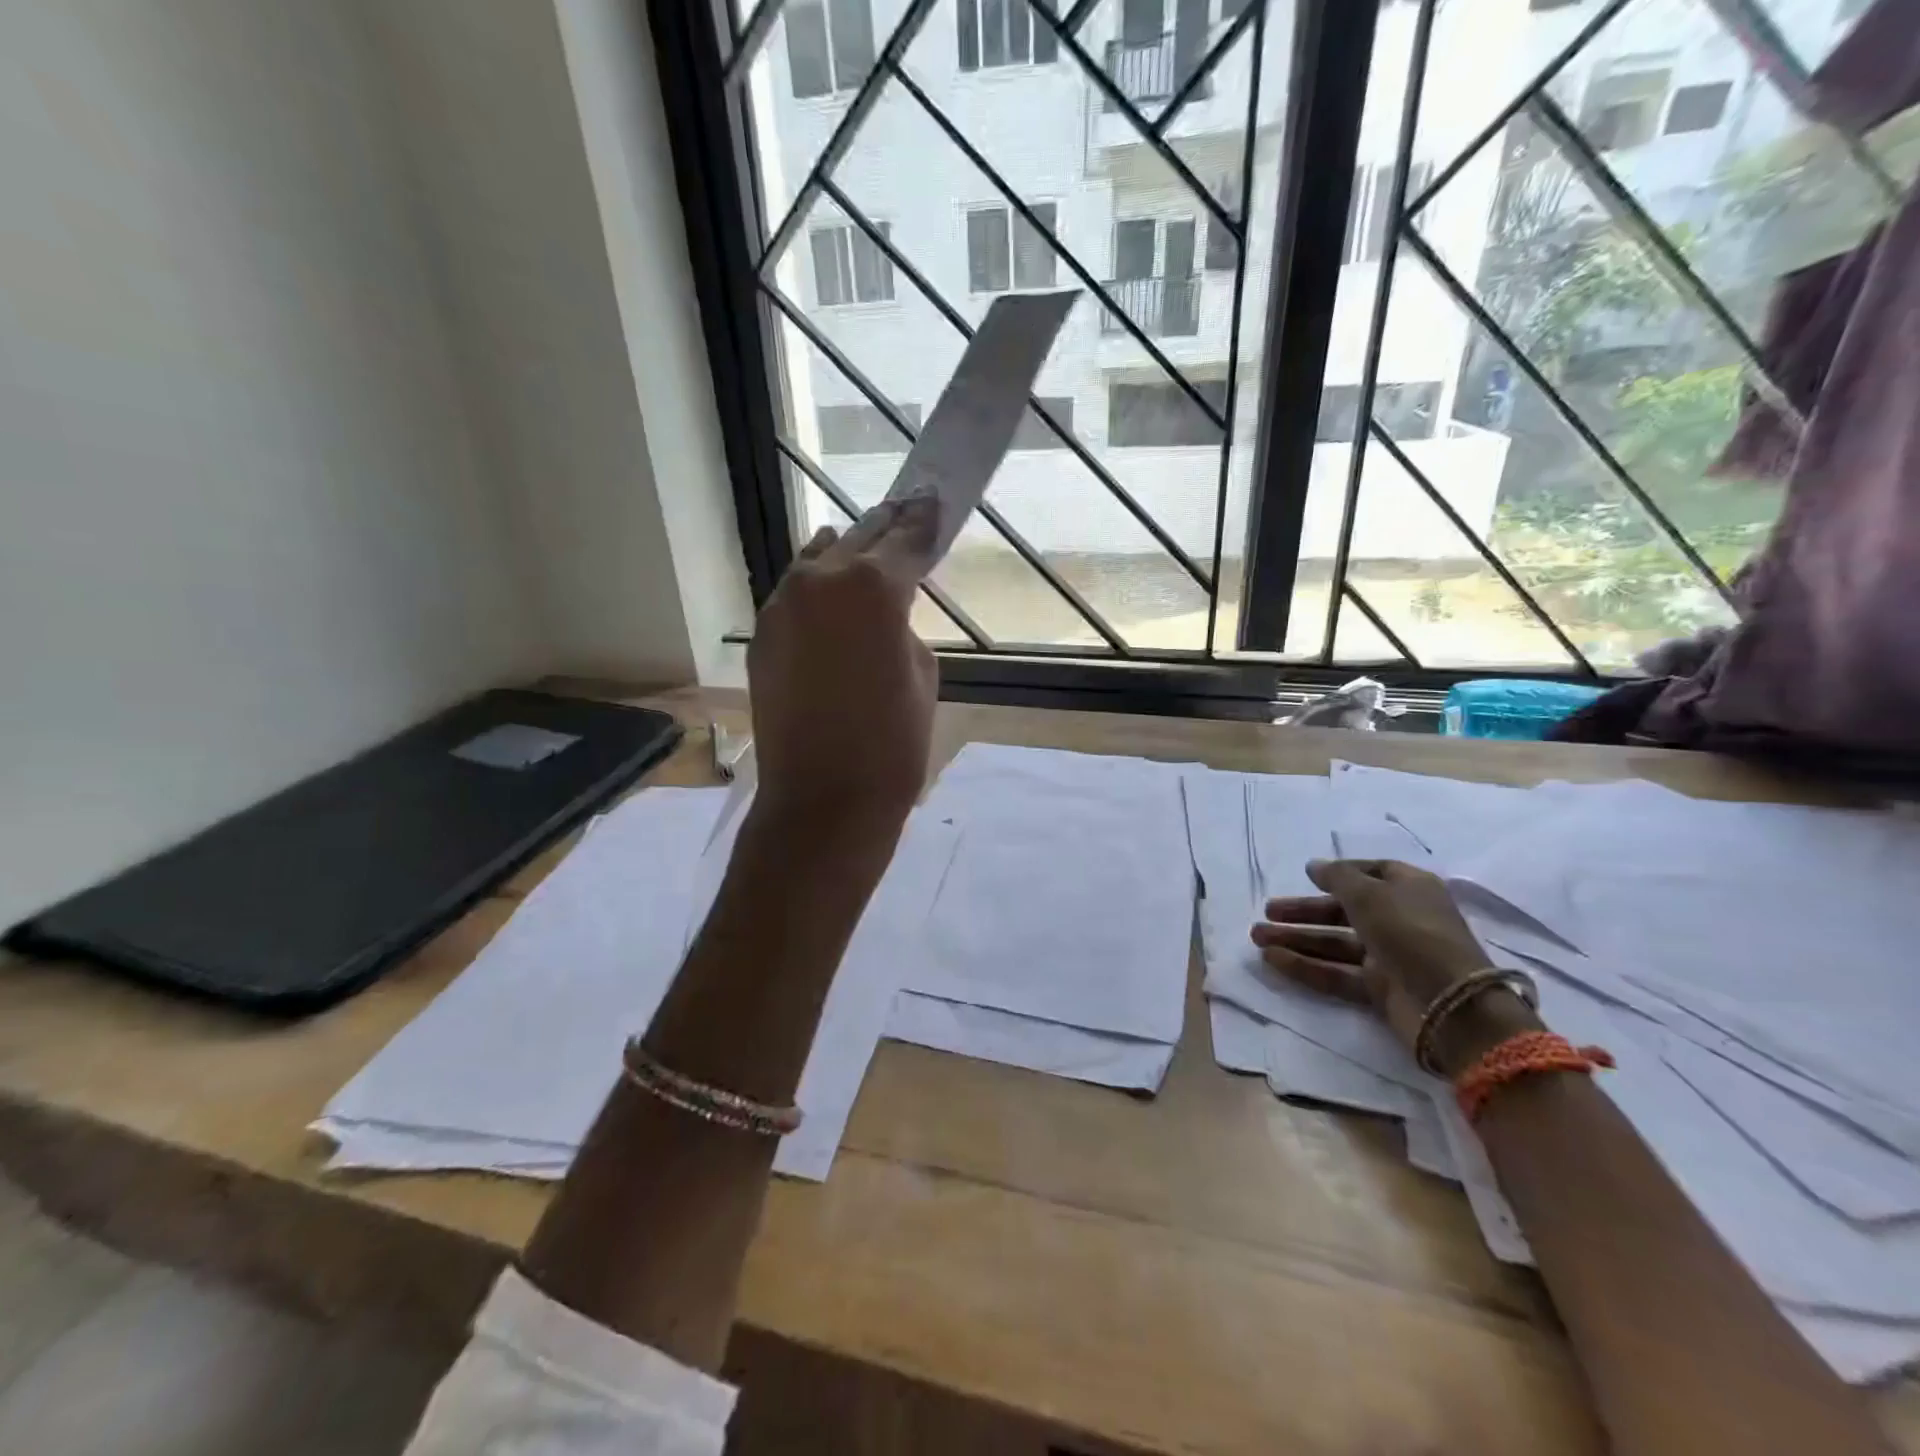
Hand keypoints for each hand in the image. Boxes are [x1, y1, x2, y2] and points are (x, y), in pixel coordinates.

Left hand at [747, 498, 938, 833]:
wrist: (823, 802)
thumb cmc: (893, 746)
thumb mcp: (923, 676)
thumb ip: (904, 628)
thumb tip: (884, 617)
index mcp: (872, 588)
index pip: (906, 540)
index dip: (924, 521)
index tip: (933, 501)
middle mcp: (820, 582)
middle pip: (858, 539)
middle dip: (886, 529)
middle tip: (906, 513)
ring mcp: (782, 608)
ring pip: (817, 562)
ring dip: (844, 555)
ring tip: (865, 552)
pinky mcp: (762, 638)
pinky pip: (795, 597)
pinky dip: (816, 592)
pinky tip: (829, 601)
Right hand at [1250, 859, 1539, 1073]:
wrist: (1451, 1006)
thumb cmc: (1411, 932)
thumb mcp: (1370, 893)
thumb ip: (1338, 877)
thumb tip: (1314, 865)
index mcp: (1409, 889)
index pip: (1372, 872)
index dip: (1339, 873)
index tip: (1308, 877)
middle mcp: (1399, 919)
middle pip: (1344, 910)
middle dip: (1304, 910)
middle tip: (1268, 911)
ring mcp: (1389, 956)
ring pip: (1335, 942)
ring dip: (1297, 938)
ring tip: (1256, 936)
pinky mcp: (1379, 988)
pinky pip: (1336, 972)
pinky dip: (1305, 965)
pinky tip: (1272, 958)